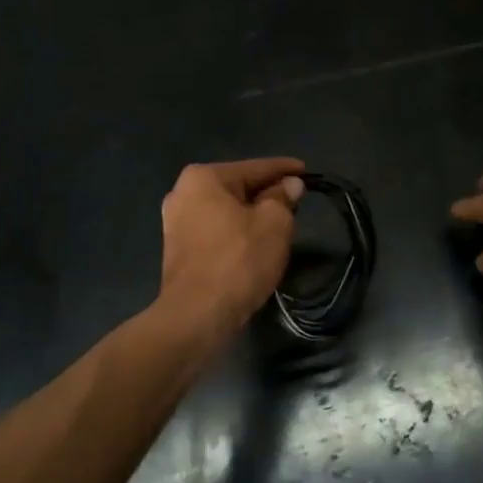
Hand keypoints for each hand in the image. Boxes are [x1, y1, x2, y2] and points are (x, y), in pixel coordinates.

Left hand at [158, 158, 305, 335]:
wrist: (197, 315)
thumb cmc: (238, 260)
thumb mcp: (274, 223)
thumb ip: (283, 197)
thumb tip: (290, 184)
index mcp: (203, 177)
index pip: (255, 167)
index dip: (284, 169)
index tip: (307, 171)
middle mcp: (182, 192)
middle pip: (237, 187)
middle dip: (267, 193)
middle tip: (296, 200)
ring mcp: (175, 222)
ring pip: (226, 210)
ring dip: (251, 215)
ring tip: (279, 222)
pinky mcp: (177, 249)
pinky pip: (215, 230)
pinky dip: (236, 232)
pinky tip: (254, 242)